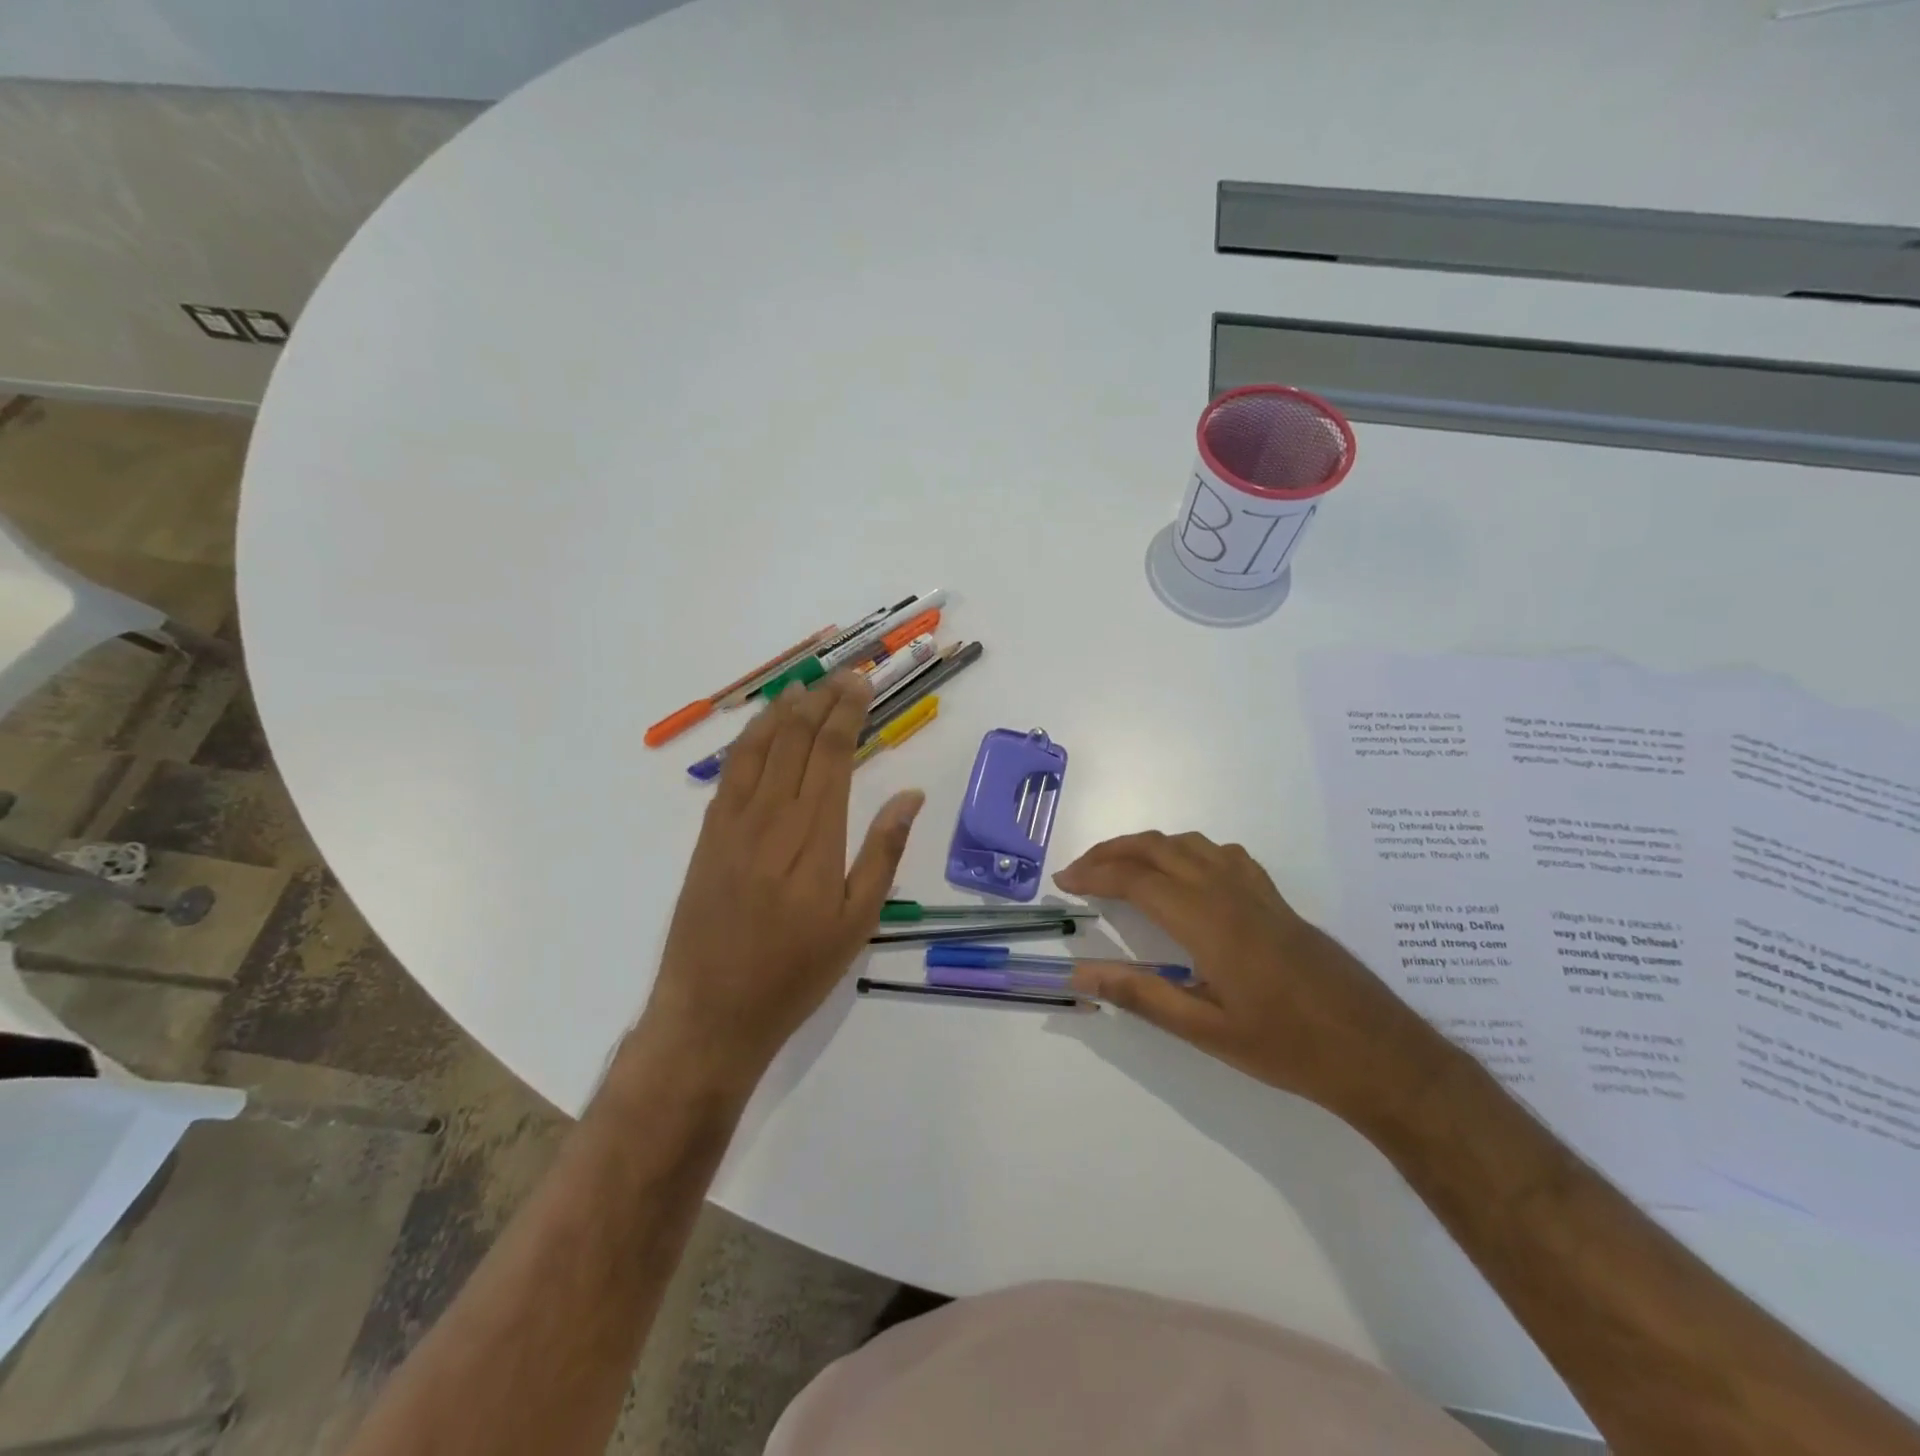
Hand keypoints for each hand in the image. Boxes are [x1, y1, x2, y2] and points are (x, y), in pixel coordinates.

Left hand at [635, 671, 923, 1090]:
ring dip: (783, 711)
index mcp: (813, 836)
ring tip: (805, 687)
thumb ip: (883, 852)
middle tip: (843, 677)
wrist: (711, 1013)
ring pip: (759, 747)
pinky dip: (749, 740)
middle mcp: (771, 816)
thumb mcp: (857, 922)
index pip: (831, 753)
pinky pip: (730, 772)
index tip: (862, 683)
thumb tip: (911, 795)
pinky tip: (761, 730)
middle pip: (795, 739)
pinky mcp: (708, 835)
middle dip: (821, 700)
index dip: (847, 712)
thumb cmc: (795, 972)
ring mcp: (732, 823)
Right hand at [1054, 832, 1441, 1119]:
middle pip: (1158, 848)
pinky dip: (1187, 851)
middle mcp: (1227, 891)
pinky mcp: (1275, 898)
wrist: (1375, 1050)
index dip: (1093, 874)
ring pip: (1190, 844)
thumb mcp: (1205, 1030)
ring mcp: (1256, 890)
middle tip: (1080, 870)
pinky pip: (1221, 854)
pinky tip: (1185, 875)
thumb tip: (1081, 972)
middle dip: (1111, 851)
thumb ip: (1141, 994)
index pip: (1135, 879)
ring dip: (1147, 846)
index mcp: (1206, 920)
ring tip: (1121, 867)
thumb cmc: (1286, 1046)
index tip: (1063, 882)